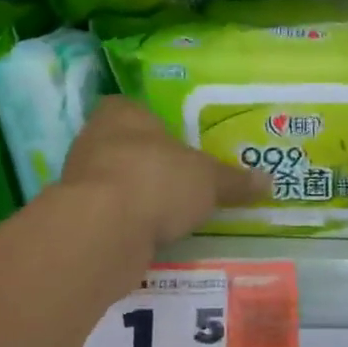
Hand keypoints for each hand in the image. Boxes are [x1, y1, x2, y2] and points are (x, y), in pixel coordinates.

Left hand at [59, 96, 265, 247]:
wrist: (104, 230)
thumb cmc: (157, 180)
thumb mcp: (208, 180)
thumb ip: (234, 181)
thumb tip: (268, 181)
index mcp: (122, 113)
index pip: (139, 110)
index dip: (161, 128)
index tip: (183, 147)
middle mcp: (95, 139)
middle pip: (129, 148)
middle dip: (154, 165)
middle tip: (187, 181)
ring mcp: (81, 180)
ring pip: (119, 183)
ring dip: (141, 197)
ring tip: (174, 213)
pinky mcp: (79, 217)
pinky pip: (112, 216)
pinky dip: (130, 224)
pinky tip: (153, 236)